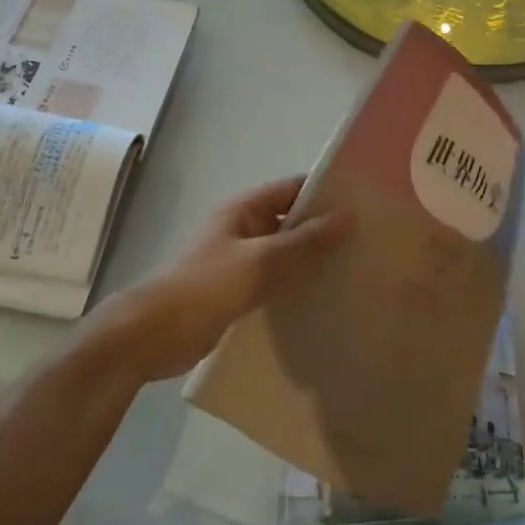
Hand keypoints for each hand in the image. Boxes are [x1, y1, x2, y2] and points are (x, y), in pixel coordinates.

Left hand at [101, 176, 349, 382]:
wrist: (152, 336)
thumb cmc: (205, 288)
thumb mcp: (259, 261)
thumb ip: (303, 242)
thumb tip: (347, 216)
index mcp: (243, 210)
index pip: (292, 189)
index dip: (325, 192)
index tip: (365, 201)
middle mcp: (243, 230)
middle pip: (291, 221)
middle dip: (325, 228)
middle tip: (371, 239)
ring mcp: (240, 262)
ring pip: (286, 253)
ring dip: (313, 259)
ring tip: (357, 267)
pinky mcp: (239, 293)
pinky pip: (276, 281)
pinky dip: (298, 284)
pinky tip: (326, 296)